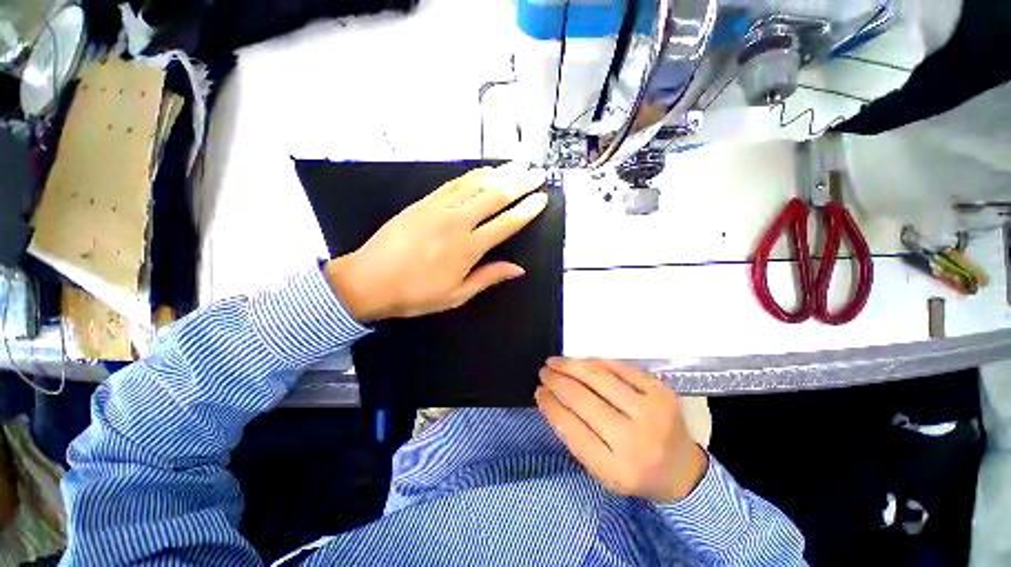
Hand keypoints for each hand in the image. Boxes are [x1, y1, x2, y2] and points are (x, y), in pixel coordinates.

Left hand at [325, 164, 547, 321]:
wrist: (368, 280)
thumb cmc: (415, 294)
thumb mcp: (456, 295)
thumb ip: (488, 277)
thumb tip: (518, 269)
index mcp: (468, 248)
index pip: (506, 224)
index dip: (526, 210)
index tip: (541, 198)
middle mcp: (457, 222)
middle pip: (495, 196)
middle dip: (520, 182)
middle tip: (537, 172)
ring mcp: (438, 208)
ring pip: (475, 184)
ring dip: (500, 173)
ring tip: (517, 164)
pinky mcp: (423, 202)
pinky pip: (453, 183)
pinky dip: (472, 176)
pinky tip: (484, 171)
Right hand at [536, 358, 707, 502]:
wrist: (682, 469)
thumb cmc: (635, 471)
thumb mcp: (601, 469)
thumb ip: (575, 436)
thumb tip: (551, 398)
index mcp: (616, 468)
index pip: (571, 428)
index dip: (550, 405)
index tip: (538, 391)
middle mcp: (635, 439)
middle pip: (583, 399)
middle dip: (557, 381)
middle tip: (544, 372)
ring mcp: (651, 412)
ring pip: (599, 378)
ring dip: (571, 365)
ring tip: (555, 362)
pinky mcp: (661, 391)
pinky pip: (620, 367)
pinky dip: (596, 361)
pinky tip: (582, 360)